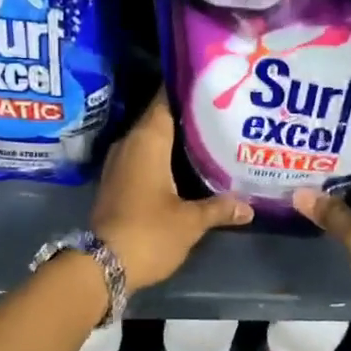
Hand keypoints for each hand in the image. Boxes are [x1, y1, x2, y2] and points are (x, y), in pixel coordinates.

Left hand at [92, 93, 252, 289]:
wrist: (102, 266)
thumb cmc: (149, 233)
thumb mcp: (190, 222)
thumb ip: (220, 208)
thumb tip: (249, 206)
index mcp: (147, 140)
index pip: (166, 100)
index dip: (188, 89)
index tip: (213, 84)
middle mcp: (130, 144)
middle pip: (161, 118)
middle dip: (189, 115)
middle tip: (222, 111)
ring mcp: (120, 163)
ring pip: (152, 140)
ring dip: (177, 139)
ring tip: (211, 136)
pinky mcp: (117, 182)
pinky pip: (144, 158)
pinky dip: (164, 158)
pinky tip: (187, 166)